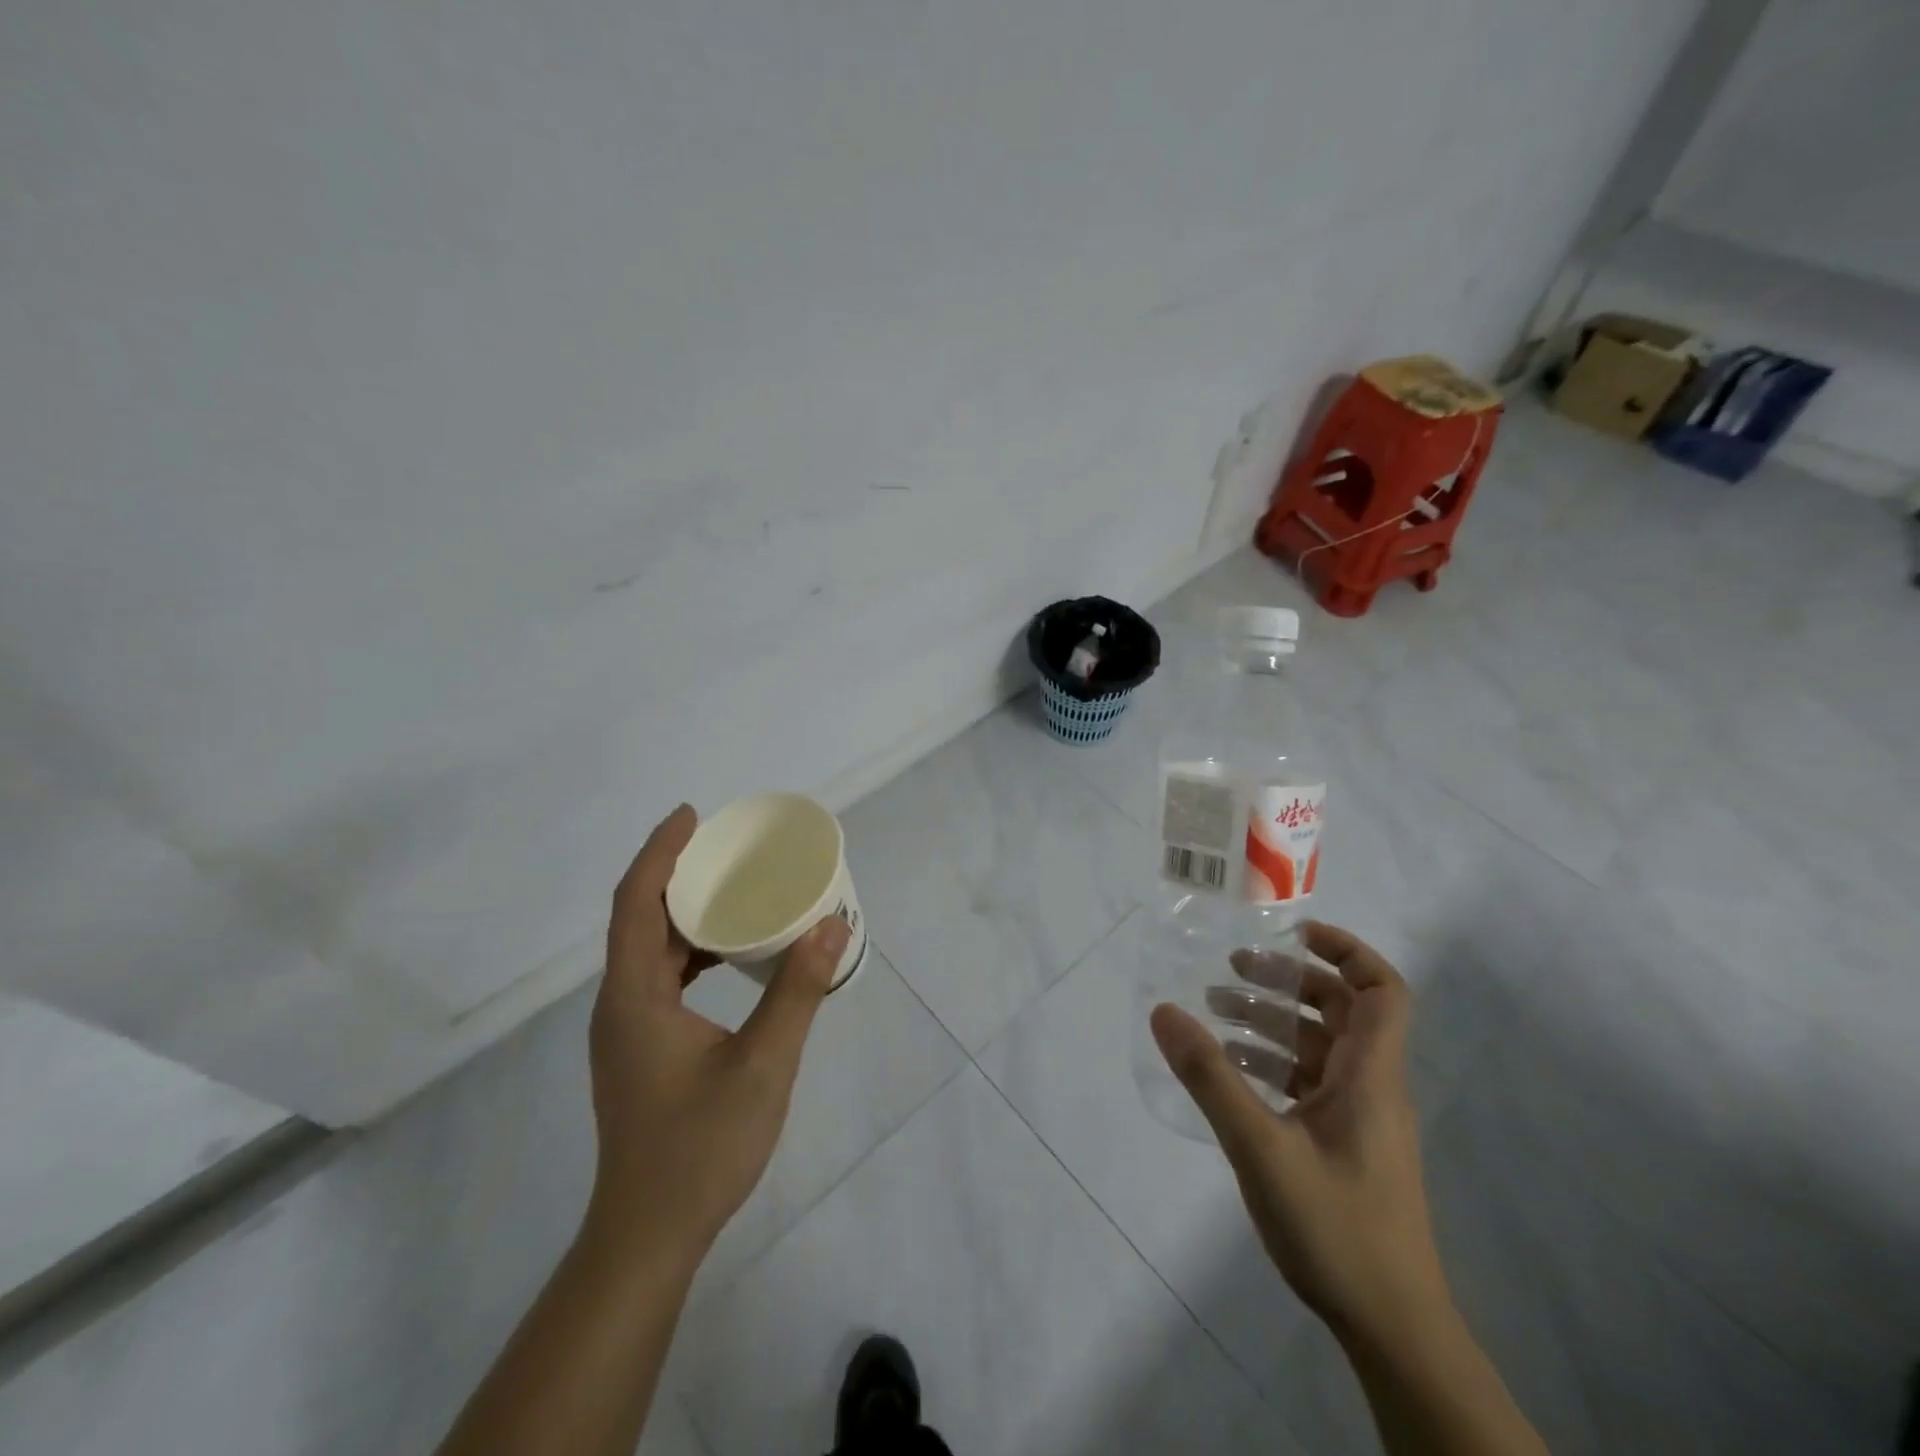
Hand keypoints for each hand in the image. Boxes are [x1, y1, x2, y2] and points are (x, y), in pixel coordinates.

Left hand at [585, 804, 849, 1263]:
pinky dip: (690, 950)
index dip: (660, 852)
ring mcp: (626, 1029)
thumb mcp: (763, 1065)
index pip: (635, 903)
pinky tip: (728, 954)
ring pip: (649, 950)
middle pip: (639, 919)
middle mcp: (620, 1004)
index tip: (692, 816)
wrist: (648, 1237)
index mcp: (634, 997)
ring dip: (685, 913)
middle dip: (677, 873)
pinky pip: (659, 976)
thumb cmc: (700, 1149)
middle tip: (728, 847)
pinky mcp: (640, 1048)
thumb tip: (832, 924)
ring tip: (734, 888)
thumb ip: (798, 991)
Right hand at [1150, 921, 1450, 1345]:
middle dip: (1287, 982)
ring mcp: (1357, 1119)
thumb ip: (1210, 1077)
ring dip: (1271, 1022)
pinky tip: (1229, 1070)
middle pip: (1340, 1011)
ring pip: (1318, 1047)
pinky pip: (1307, 1083)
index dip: (1346, 951)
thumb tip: (1164, 1011)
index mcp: (1369, 1076)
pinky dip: (1271, 1062)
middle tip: (1231, 968)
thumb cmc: (1336, 1227)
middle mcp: (1370, 1087)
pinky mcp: (1342, 1146)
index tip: (1294, 933)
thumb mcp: (1260, 1146)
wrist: (1391, 1329)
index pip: (1382, 991)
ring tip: (1214, 1013)